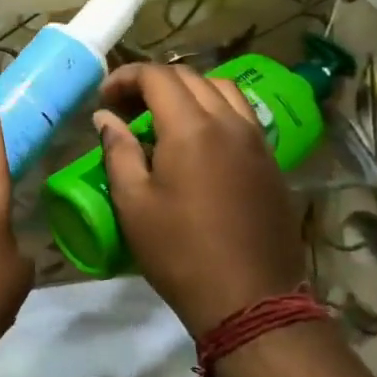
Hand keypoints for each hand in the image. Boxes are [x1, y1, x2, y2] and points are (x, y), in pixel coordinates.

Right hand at [94, 65, 306, 338]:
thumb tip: (106, 118)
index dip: (126, 78)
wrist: (250, 300)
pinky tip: (199, 141)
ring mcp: (257, 141)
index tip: (104, 98)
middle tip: (127, 109)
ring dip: (189, 91)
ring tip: (164, 117)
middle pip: (190, 77)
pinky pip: (242, 116)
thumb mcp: (134, 203)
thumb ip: (118, 151)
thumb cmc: (180, 252)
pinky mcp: (271, 162)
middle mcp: (229, 122)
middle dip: (153, 83)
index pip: (158, 77)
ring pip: (223, 90)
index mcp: (192, 128)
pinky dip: (215, 110)